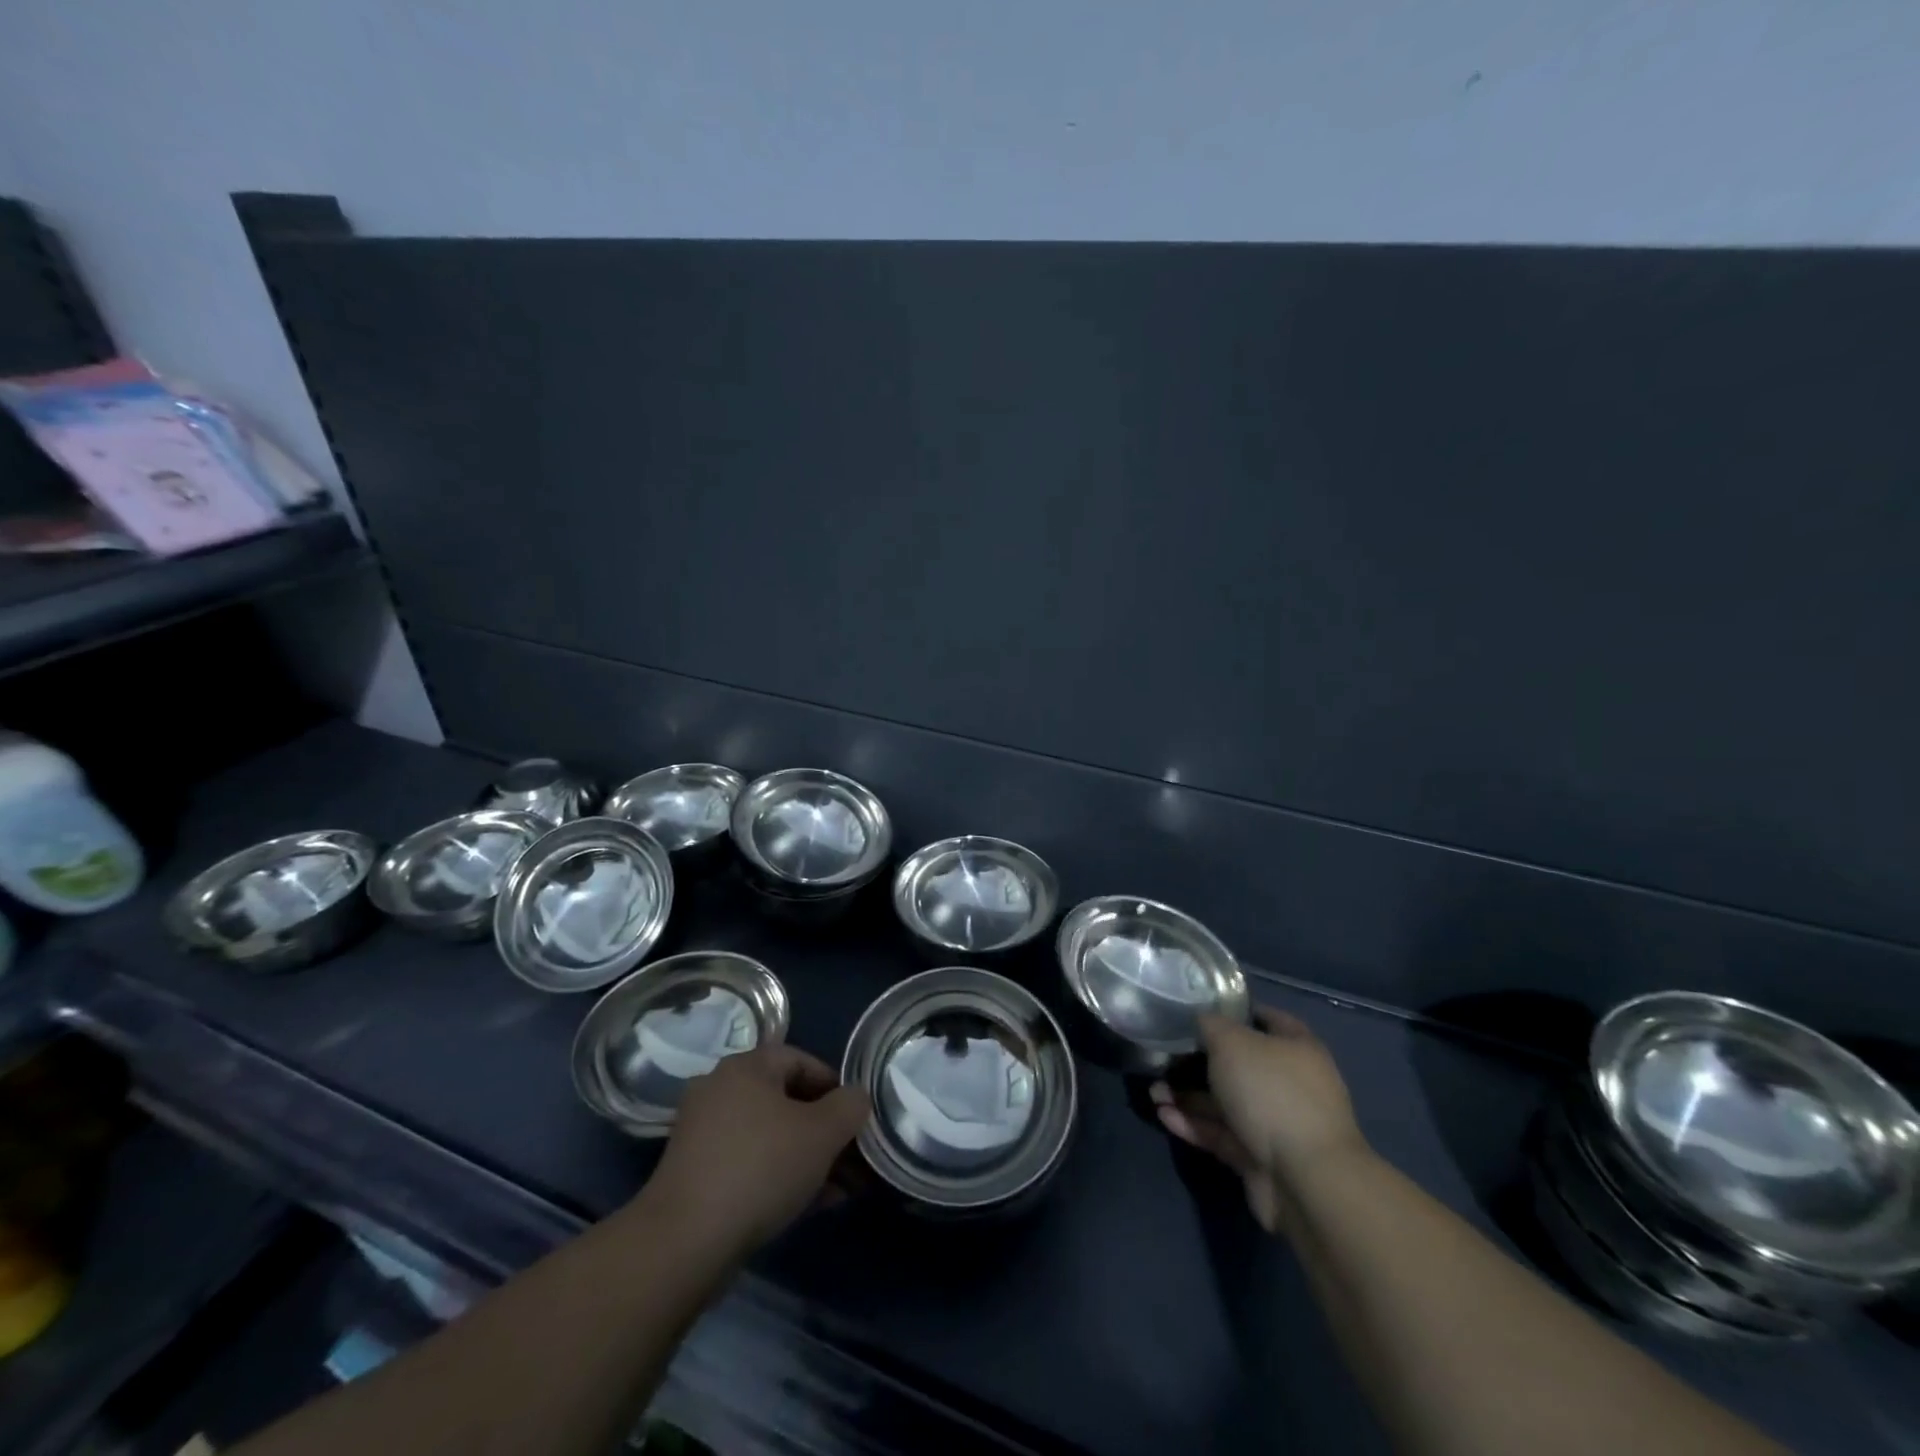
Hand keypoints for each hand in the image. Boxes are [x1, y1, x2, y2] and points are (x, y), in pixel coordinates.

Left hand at [643, 1043, 870, 1259]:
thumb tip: (856, 1097)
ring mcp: (703, 1132)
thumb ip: (849, 1107)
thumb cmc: (761, 1168)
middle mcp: (720, 1089)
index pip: (801, 1060)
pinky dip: (778, 1174)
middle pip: (785, 1100)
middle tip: (852, 1157)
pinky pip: (748, 1161)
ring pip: (769, 1135)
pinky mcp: (694, 1173)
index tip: (856, 1118)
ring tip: (838, 1189)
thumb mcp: (822, 1133)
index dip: (834, 1086)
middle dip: (824, 1129)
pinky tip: (807, 1204)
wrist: (684, 1242)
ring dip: (806, 1156)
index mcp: (746, 1066)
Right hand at [1152, 1007, 1369, 1234]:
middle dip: (1198, 1061)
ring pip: (1225, 1102)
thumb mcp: (1232, 1042)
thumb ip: (1210, 1025)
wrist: (1304, 1179)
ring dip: (1188, 1096)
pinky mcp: (1259, 1158)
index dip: (1235, 1011)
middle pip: (1238, 1064)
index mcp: (1296, 1048)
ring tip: (1153, 1092)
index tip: (1199, 1010)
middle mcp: (1289, 1083)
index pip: (1266, 1019)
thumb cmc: (1271, 1092)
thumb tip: (1201, 1021)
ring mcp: (1275, 1123)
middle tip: (1164, 1057)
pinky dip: (1193, 1124)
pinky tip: (1163, 1115)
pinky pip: (1221, 1133)